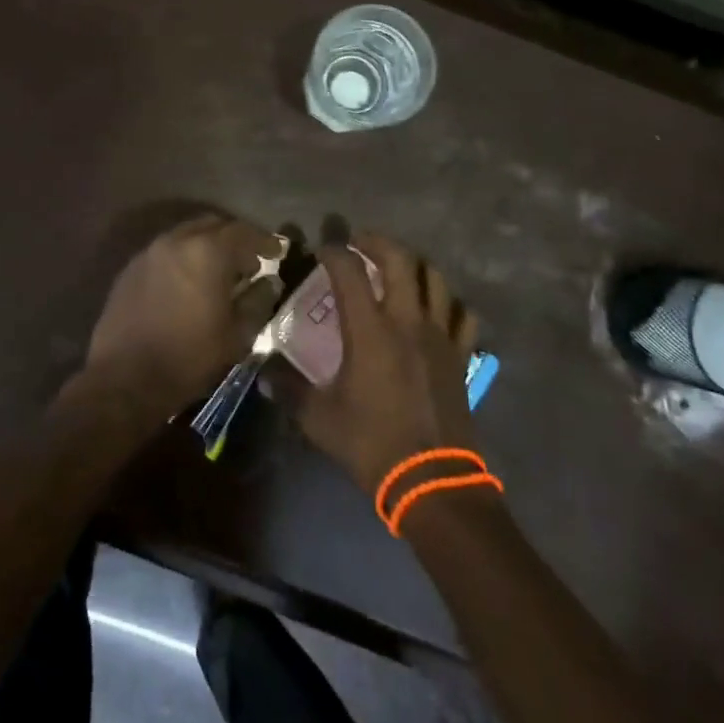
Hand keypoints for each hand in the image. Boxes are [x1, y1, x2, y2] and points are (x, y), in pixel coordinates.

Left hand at [80, 214, 284, 421]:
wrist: (124, 380)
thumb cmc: (189, 358)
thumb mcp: (237, 335)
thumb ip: (258, 301)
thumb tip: (268, 282)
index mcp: (207, 252)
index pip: (244, 233)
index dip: (264, 241)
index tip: (278, 252)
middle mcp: (176, 241)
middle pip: (213, 225)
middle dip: (235, 238)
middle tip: (249, 261)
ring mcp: (149, 252)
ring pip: (186, 234)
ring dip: (207, 245)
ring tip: (220, 272)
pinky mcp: (131, 269)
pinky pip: (166, 251)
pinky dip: (184, 257)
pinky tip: (189, 282)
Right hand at [287, 233, 480, 491]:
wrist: (432, 480)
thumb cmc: (372, 444)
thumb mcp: (319, 418)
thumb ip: (288, 389)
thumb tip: (261, 371)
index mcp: (370, 330)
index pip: (349, 272)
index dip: (334, 252)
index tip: (322, 248)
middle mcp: (407, 321)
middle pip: (400, 259)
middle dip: (377, 242)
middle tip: (360, 242)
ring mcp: (440, 335)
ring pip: (435, 278)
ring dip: (414, 264)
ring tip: (397, 267)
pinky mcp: (460, 355)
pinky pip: (461, 314)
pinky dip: (448, 302)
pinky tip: (436, 307)